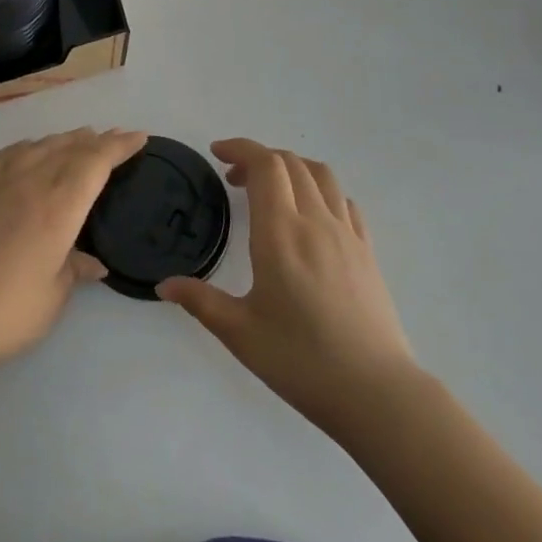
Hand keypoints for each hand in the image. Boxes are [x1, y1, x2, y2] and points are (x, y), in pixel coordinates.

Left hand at [0, 128, 146, 372]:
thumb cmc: (6, 310)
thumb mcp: (53, 296)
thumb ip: (75, 270)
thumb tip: (94, 262)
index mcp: (58, 206)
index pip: (96, 162)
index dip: (119, 147)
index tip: (139, 137)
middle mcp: (31, 183)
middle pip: (69, 148)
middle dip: (97, 140)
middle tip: (117, 137)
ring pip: (40, 146)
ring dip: (65, 139)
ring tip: (81, 138)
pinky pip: (8, 154)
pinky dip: (28, 146)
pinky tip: (30, 149)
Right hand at [158, 138, 414, 437]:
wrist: (376, 393)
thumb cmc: (300, 360)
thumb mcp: (239, 333)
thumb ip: (200, 301)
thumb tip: (164, 285)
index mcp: (281, 232)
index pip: (265, 165)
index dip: (240, 148)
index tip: (217, 153)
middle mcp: (316, 221)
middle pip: (291, 163)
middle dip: (259, 158)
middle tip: (233, 180)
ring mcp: (347, 234)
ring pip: (321, 175)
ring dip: (292, 168)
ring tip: (271, 190)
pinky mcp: (366, 252)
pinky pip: (344, 201)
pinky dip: (320, 190)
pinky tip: (309, 216)